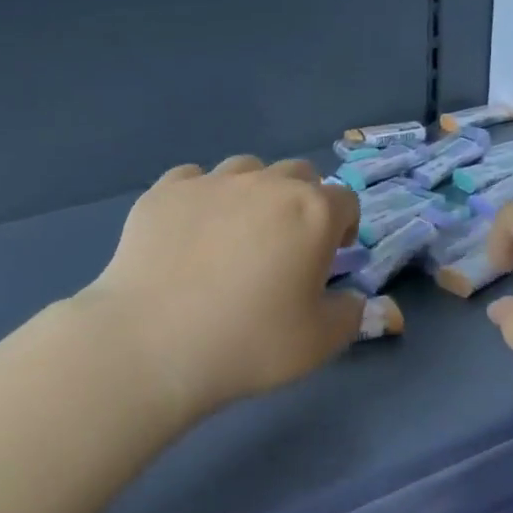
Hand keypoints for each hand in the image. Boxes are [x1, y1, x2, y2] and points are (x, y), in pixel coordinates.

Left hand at [76, 155, 363, 421]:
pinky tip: (190, 233)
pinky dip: (202, 199)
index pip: (345, 201)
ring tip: (237, 234)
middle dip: (303, 202)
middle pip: (298, 175)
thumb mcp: (319, 342)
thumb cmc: (249, 343)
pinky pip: (194, 180)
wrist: (153, 343)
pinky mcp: (164, 191)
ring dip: (253, 193)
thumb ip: (352, 315)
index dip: (344, 227)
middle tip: (287, 245)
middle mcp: (265, 184)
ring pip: (246, 170)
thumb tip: (360, 300)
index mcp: (312, 212)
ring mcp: (211, 182)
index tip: (330, 257)